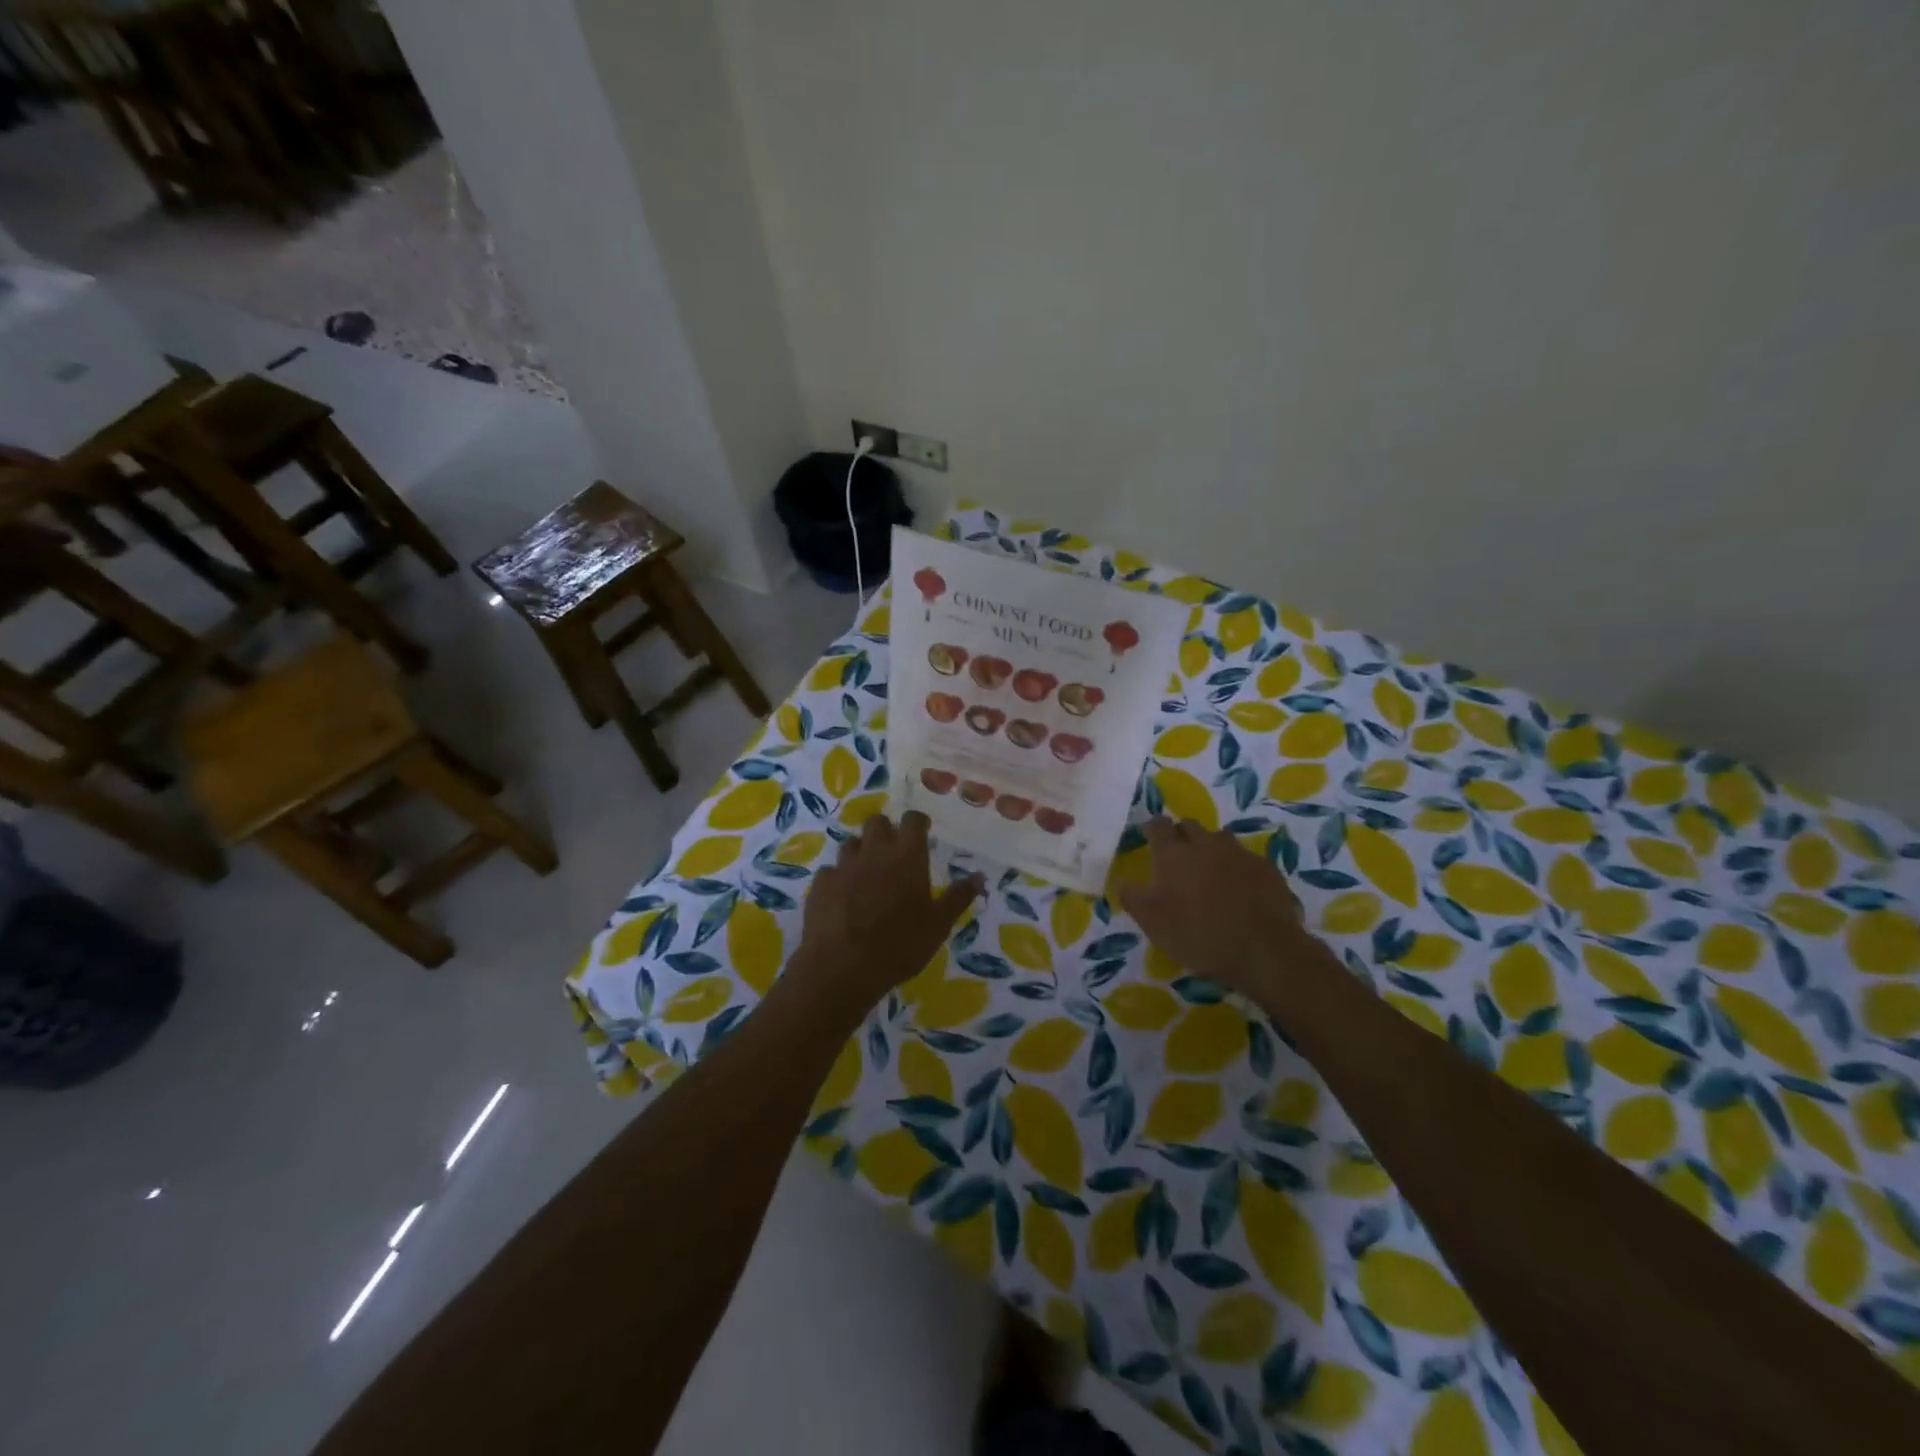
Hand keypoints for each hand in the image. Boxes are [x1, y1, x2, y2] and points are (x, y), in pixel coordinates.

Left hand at [795, 811, 982, 1015]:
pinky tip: (842, 896)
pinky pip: (830, 870)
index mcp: (907, 856)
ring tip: (867, 873)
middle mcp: (874, 851)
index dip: (918, 822)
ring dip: (861, 851)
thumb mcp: (938, 925)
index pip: (913, 820)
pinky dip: (838, 878)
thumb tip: (980, 877)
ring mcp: (843, 866)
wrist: (842, 966)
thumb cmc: (900, 944)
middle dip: (886, 830)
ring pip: (851, 842)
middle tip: (893, 852)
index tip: (922, 831)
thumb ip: (958, 897)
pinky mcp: (820, 884)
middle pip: (877, 822)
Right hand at [1119, 819, 1326, 1004]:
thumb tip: (1121, 881)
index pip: (1157, 825)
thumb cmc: (1198, 935)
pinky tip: (1239, 888)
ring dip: (1210, 848)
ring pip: (1220, 839)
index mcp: (1173, 853)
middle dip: (1181, 835)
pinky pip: (1245, 858)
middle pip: (1189, 826)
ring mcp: (1239, 853)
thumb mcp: (1152, 923)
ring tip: (1209, 871)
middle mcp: (1205, 843)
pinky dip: (1237, 867)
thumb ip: (1132, 897)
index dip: (1152, 829)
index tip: (1149, 838)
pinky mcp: (1266, 868)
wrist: (1263, 951)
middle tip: (1177, 857)